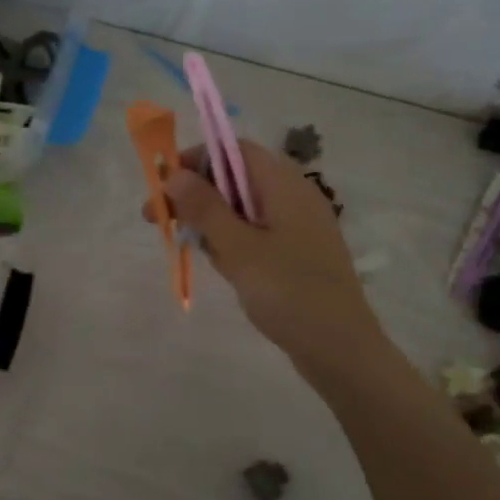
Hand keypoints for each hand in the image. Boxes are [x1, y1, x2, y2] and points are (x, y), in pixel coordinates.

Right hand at [152, 141, 387, 370]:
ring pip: (243, 208)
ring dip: (212, 222)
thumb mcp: (237, 248)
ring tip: (192, 249)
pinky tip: (224, 268)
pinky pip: (257, 232)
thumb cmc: (288, 292)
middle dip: (196, 196)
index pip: (233, 150)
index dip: (194, 160)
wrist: (340, 348)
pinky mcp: (298, 251)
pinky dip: (233, 242)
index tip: (162, 187)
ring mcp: (298, 225)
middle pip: (235, 178)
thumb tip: (174, 174)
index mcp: (283, 184)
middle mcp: (294, 195)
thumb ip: (204, 208)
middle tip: (159, 222)